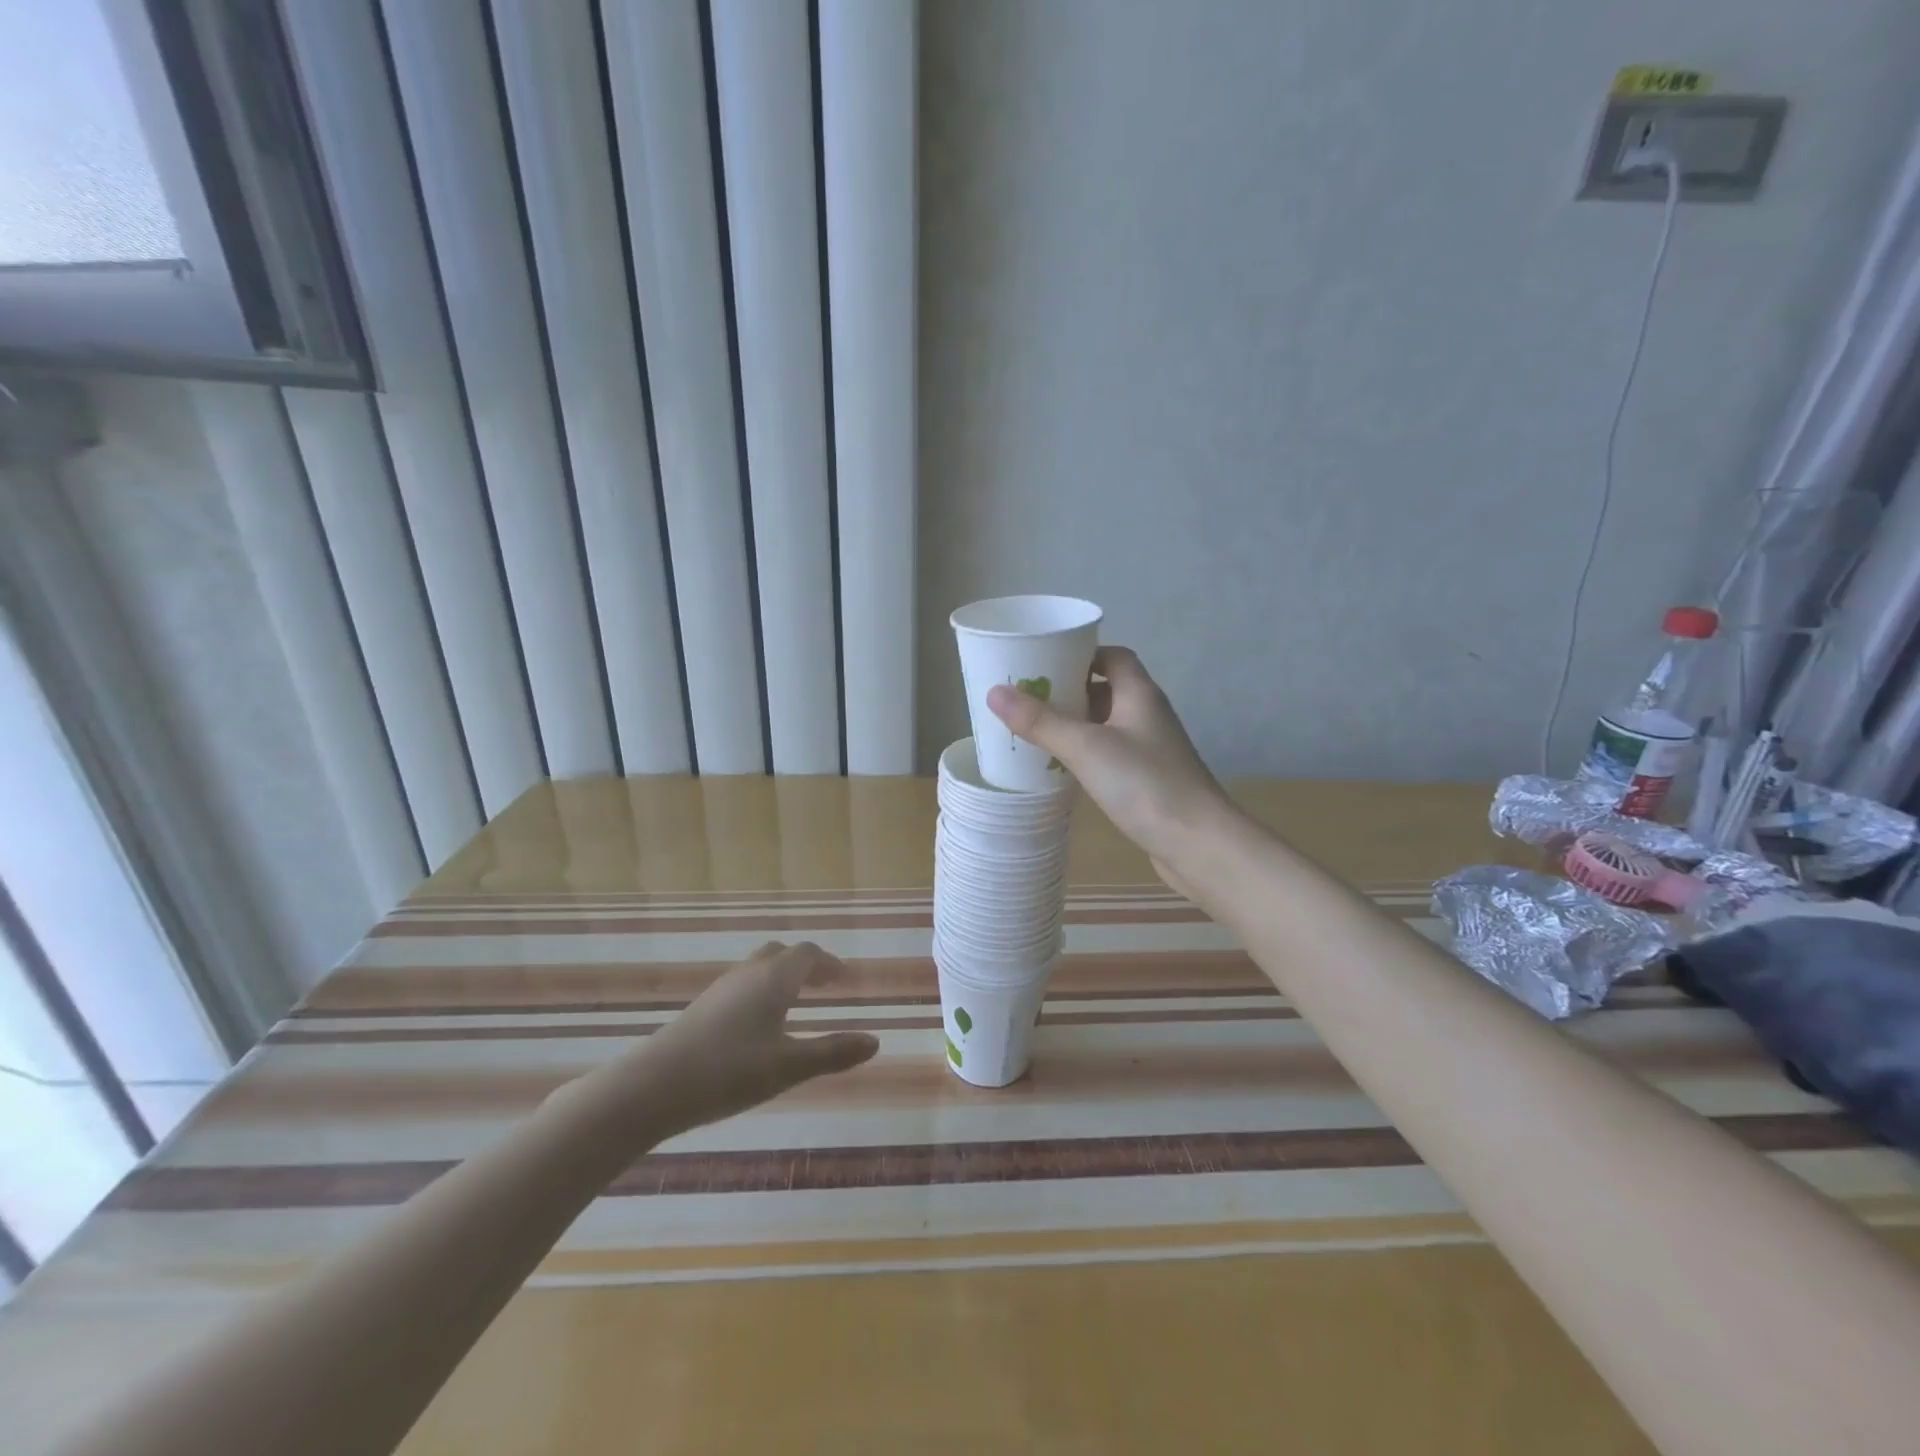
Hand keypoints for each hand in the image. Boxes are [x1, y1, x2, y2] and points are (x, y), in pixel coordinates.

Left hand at [630, 942, 878, 1132]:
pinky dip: (760, 993)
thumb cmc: (729, 1071)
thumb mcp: (788, 1067)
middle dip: (805, 965)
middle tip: (823, 986)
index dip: (829, 963)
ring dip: (781, 978)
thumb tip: (875, 1041)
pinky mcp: (701, 1009)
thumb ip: (833, 1053)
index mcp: (774, 978)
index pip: (808, 954)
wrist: (653, 1087)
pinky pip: (741, 987)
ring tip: (795, 1004)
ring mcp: (720, 990)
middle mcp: (748, 974)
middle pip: (781, 954)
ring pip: (758, 969)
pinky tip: (757, 1026)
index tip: (844, 979)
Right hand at [987, 645, 1233, 885]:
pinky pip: (1111, 757)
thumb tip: (995, 693)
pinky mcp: (1148, 782)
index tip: (1043, 663)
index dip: (1081, 654)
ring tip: (1035, 732)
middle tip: (1027, 699)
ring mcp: (1150, 751)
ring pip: (1107, 726)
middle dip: (1069, 692)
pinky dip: (1086, 756)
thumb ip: (1041, 721)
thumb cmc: (1145, 785)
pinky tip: (1062, 769)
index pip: (1113, 657)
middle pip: (1107, 690)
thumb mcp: (1086, 747)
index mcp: (1140, 695)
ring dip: (1075, 726)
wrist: (1198, 844)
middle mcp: (1148, 716)